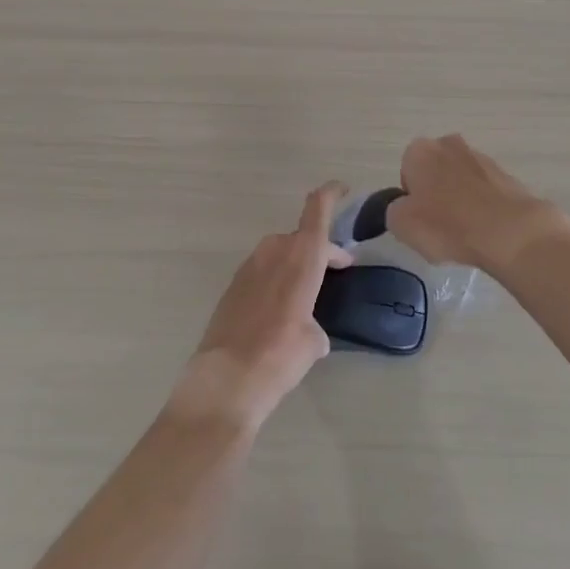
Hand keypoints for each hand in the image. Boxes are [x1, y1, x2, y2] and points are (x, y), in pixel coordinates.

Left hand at [174, 182, 353, 430]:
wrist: (227, 379)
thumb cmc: (281, 355)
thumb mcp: (314, 342)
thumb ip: (315, 324)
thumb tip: (308, 331)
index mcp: (302, 256)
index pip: (317, 209)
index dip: (331, 194)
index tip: (342, 188)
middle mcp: (274, 252)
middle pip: (301, 237)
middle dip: (320, 249)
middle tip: (337, 268)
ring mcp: (249, 267)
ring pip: (280, 254)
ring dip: (295, 265)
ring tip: (306, 293)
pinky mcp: (232, 286)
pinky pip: (262, 272)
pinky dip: (275, 281)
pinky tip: (278, 312)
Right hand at [386, 135, 569, 275]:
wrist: (509, 231)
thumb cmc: (447, 225)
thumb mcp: (401, 225)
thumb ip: (393, 210)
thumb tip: (404, 207)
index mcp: (420, 150)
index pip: (406, 171)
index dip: (410, 197)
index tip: (419, 219)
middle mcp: (449, 144)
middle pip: (434, 171)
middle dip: (435, 193)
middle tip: (439, 225)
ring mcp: (480, 157)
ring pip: (460, 179)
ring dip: (460, 198)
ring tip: (465, 231)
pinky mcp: (505, 174)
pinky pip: (484, 190)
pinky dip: (482, 206)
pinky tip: (484, 229)